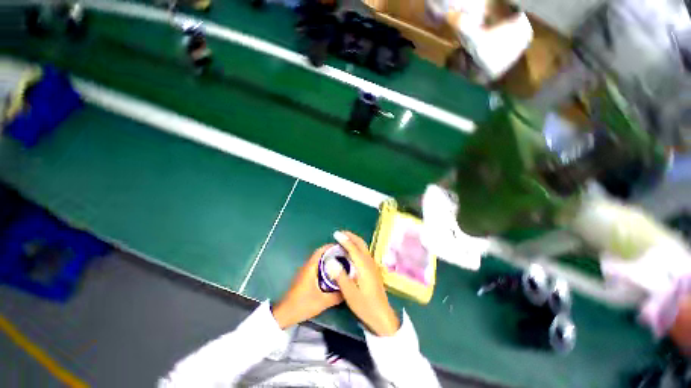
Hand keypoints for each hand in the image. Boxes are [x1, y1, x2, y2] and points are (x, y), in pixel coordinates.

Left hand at [272, 245, 343, 328]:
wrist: (285, 314)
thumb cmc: (303, 305)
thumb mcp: (323, 302)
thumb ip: (337, 296)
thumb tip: (350, 289)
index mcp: (310, 267)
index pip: (321, 251)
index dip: (331, 246)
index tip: (342, 247)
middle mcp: (307, 266)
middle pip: (321, 254)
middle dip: (332, 253)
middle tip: (345, 256)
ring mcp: (305, 272)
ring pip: (318, 261)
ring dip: (328, 260)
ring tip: (341, 263)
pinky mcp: (304, 277)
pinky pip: (316, 267)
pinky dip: (325, 266)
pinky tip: (332, 274)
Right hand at [332, 231, 399, 335]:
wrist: (382, 316)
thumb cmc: (365, 305)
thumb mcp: (350, 294)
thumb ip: (340, 276)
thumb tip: (330, 261)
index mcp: (363, 266)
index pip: (353, 248)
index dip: (344, 240)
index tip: (336, 234)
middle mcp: (369, 262)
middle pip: (361, 244)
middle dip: (351, 236)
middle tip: (340, 233)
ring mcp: (373, 265)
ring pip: (364, 247)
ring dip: (355, 240)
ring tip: (345, 239)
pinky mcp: (373, 270)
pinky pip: (365, 252)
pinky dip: (357, 247)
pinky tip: (352, 252)